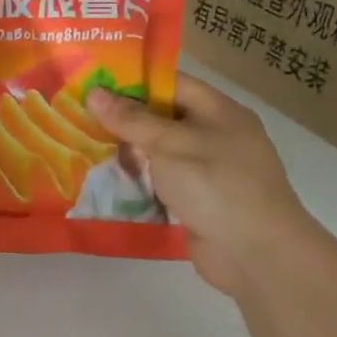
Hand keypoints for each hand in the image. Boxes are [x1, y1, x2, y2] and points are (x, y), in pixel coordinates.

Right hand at [88, 74, 320, 300]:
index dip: (131, 82)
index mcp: (219, 111)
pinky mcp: (198, 199)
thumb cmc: (215, 185)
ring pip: (159, 151)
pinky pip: (162, 180)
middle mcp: (215, 135)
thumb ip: (131, 120)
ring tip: (84, 146)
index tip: (92, 84)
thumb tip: (94, 93)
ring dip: (128, 151)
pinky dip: (138, 179)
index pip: (170, 83)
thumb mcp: (169, 145)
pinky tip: (107, 180)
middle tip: (79, 117)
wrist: (257, 254)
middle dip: (123, 119)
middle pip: (162, 117)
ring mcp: (208, 170)